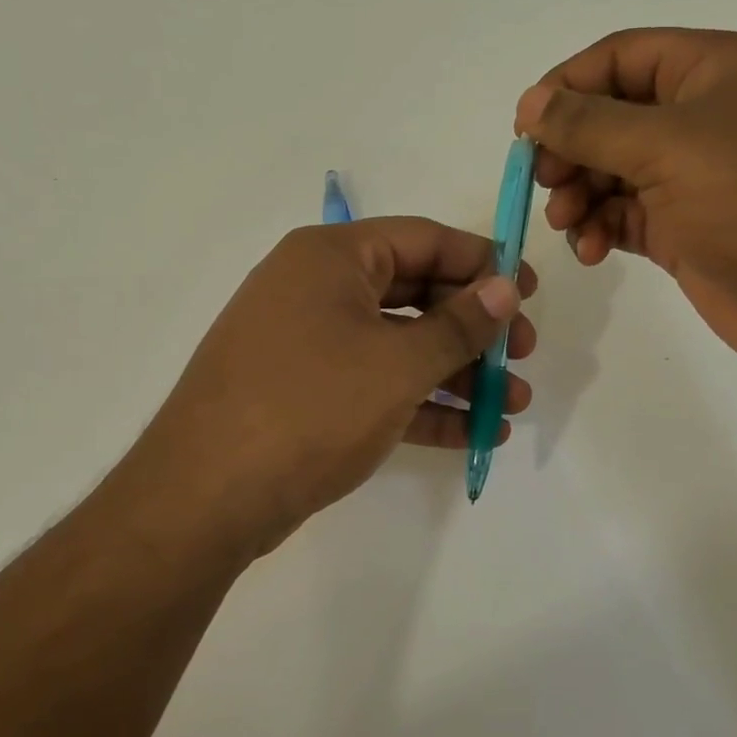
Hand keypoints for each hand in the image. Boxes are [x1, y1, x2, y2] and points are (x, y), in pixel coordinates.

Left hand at [129, 217, 535, 557]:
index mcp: (330, 258)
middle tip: (522, 357)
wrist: (208, 496)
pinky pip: (376, 389)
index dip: (482, 263)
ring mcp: (308, 347)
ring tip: (512, 406)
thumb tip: (505, 288)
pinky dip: (422, 407)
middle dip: (473, 329)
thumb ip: (458, 324)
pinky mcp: (307, 398)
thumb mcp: (397, 363)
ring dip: (457, 375)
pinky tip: (475, 434)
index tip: (528, 294)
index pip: (422, 240)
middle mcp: (316, 291)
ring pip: (398, 348)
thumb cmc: (310, 407)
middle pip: (414, 294)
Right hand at [516, 28, 736, 368]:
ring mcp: (691, 177)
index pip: (619, 58)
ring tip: (567, 222)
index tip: (524, 129)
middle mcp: (700, 116)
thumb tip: (528, 103)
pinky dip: (599, 228)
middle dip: (569, 149)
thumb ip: (589, 124)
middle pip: (609, 117)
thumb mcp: (668, 146)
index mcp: (710, 70)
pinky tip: (590, 250)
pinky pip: (623, 216)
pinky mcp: (683, 229)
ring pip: (610, 171)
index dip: (566, 86)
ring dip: (578, 194)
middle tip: (541, 182)